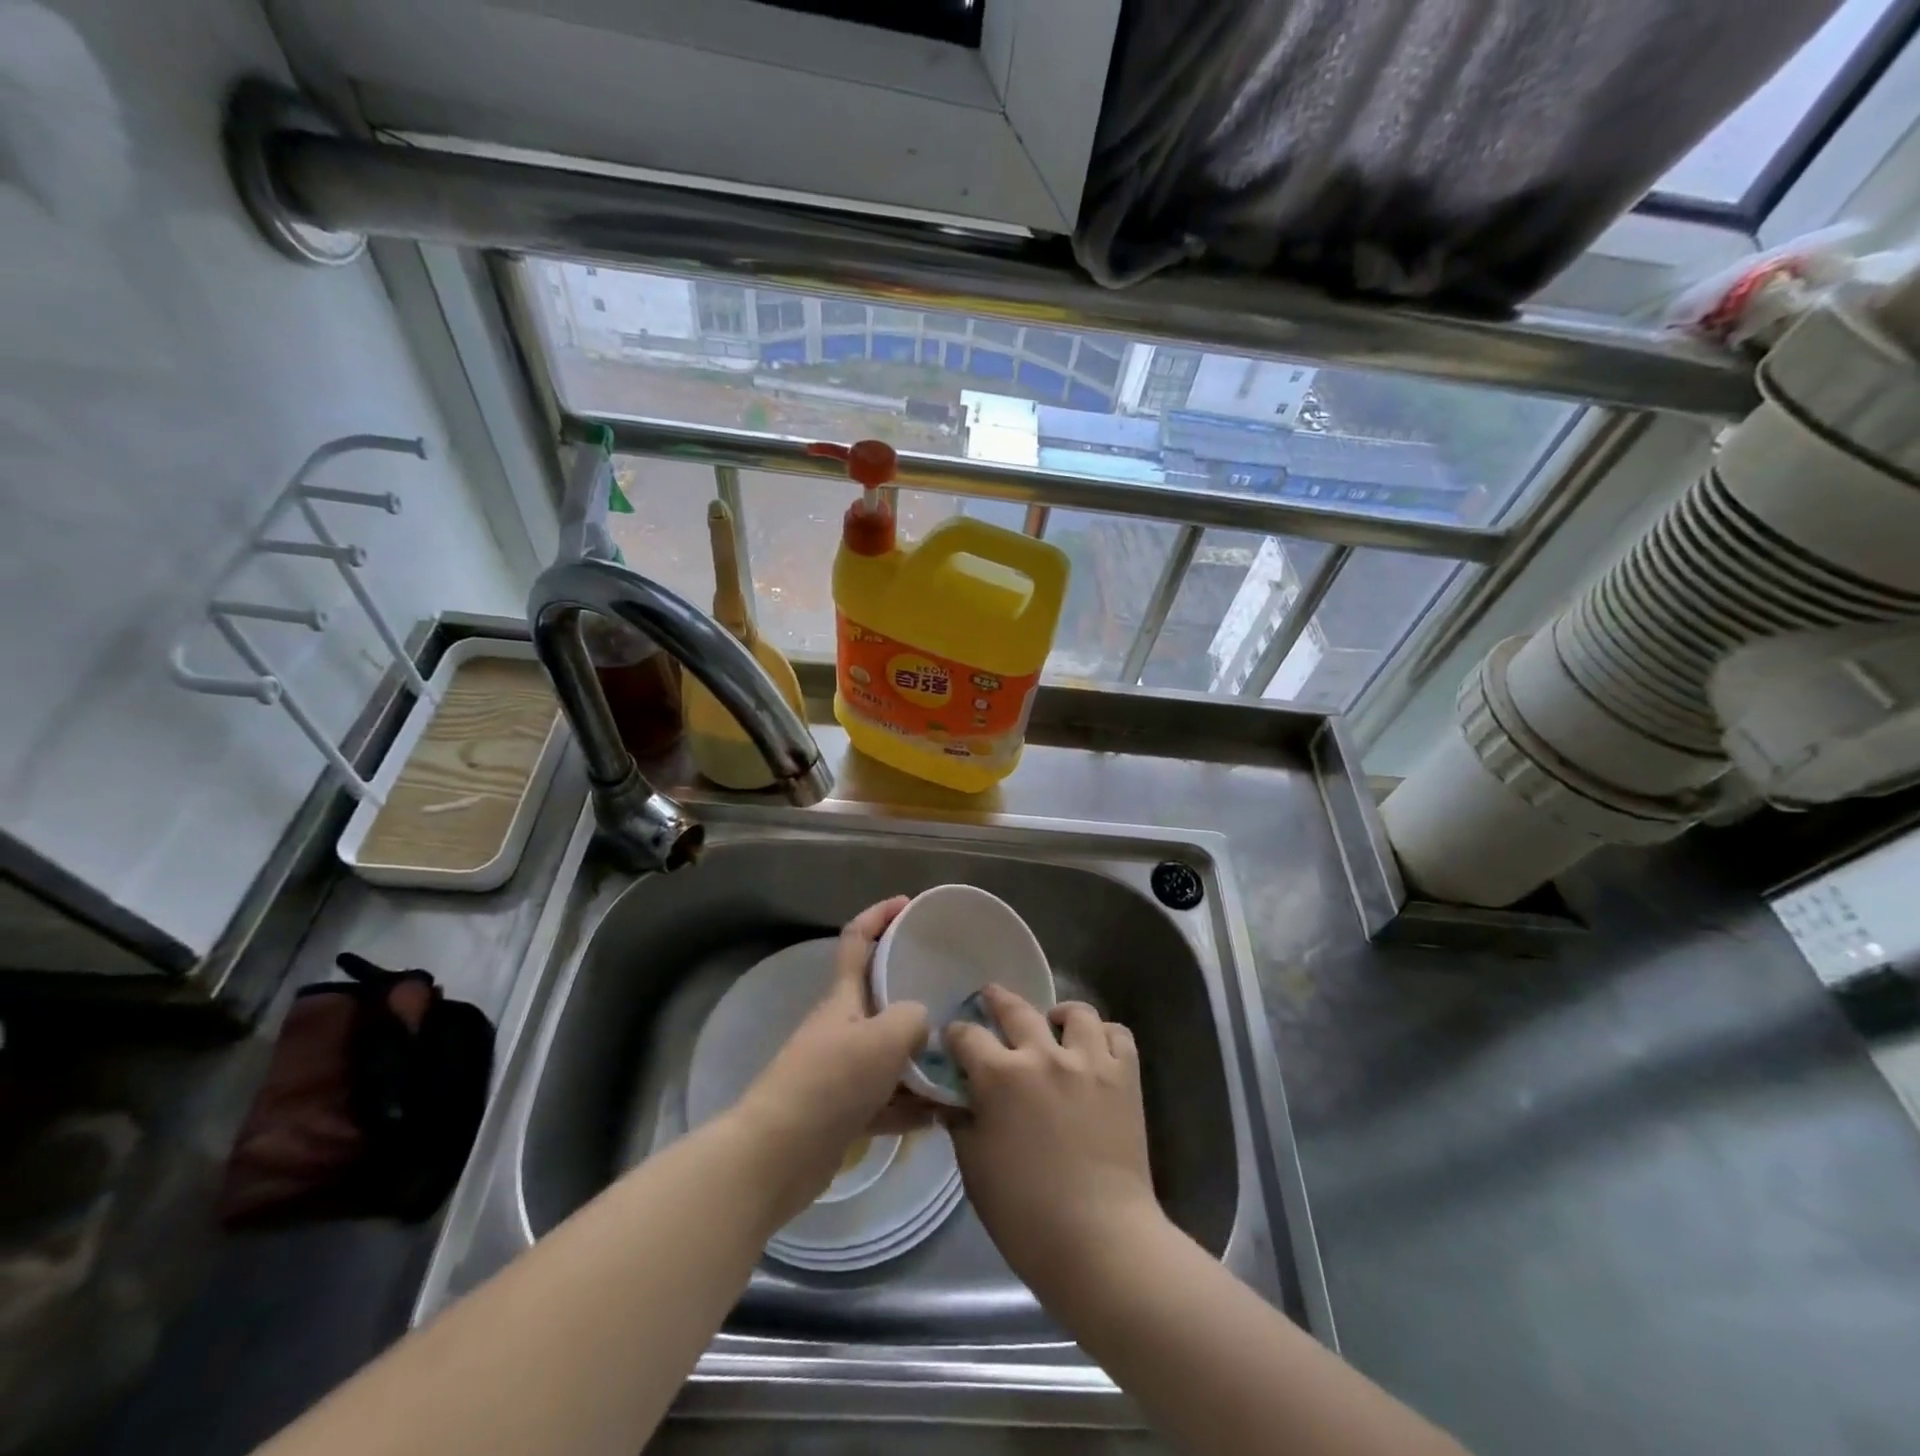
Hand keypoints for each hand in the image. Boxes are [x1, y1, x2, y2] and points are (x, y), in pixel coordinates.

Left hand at [732, 897, 931, 1219]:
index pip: (858, 940)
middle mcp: (841, 1027)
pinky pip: (887, 1099)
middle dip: (915, 995)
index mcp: (843, 998)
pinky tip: (942, 1115)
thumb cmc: (831, 1082)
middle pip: (880, 998)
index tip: (908, 904)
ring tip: (960, 1063)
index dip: (880, 915)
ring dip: (920, 1060)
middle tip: (955, 997)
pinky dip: (911, 1105)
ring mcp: (841, 1071)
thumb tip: (921, 1024)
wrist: (778, 1154)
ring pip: (889, 1054)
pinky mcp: (844, 1112)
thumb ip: (913, 1019)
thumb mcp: (884, 1038)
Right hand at [946, 986, 1163, 1295]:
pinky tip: (1093, 1049)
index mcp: (1001, 1076)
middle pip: (1016, 1009)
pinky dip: (1104, 1035)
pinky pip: (1117, 1034)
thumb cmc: (1026, 1214)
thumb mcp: (975, 1167)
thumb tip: (953, 1099)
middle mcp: (1044, 1055)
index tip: (951, 1040)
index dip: (955, 1035)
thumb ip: (962, 1122)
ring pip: (1075, 1012)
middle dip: (997, 999)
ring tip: (1053, 1024)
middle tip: (990, 997)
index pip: (967, 1036)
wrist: (1101, 1242)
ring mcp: (1090, 1062)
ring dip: (1059, 1014)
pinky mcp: (1125, 1077)